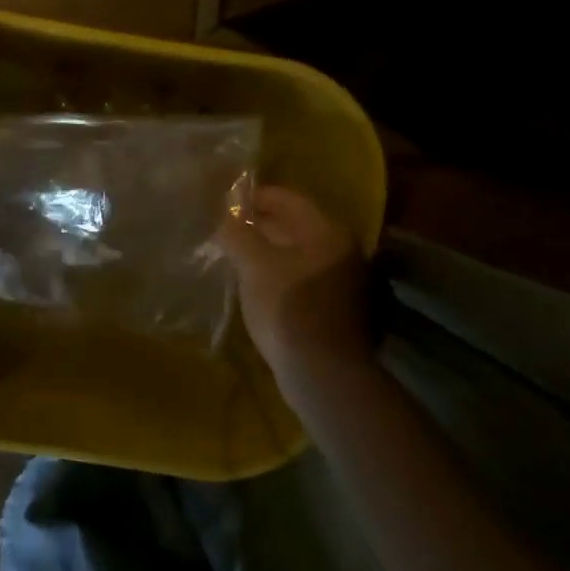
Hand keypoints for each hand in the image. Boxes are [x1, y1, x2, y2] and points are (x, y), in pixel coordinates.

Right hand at [216, 186, 371, 394]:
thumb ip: (238, 235)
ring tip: (235, 256)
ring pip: (298, 254)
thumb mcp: (254, 265)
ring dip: (268, 251)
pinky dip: (279, 274)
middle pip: (295, 226)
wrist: (322, 373)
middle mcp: (343, 250)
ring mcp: (344, 281)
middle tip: (226, 229)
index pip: (288, 199)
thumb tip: (225, 219)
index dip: (254, 197)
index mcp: (328, 232)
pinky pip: (302, 278)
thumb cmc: (288, 308)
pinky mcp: (337, 308)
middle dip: (260, 225)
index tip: (225, 202)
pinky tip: (255, 284)